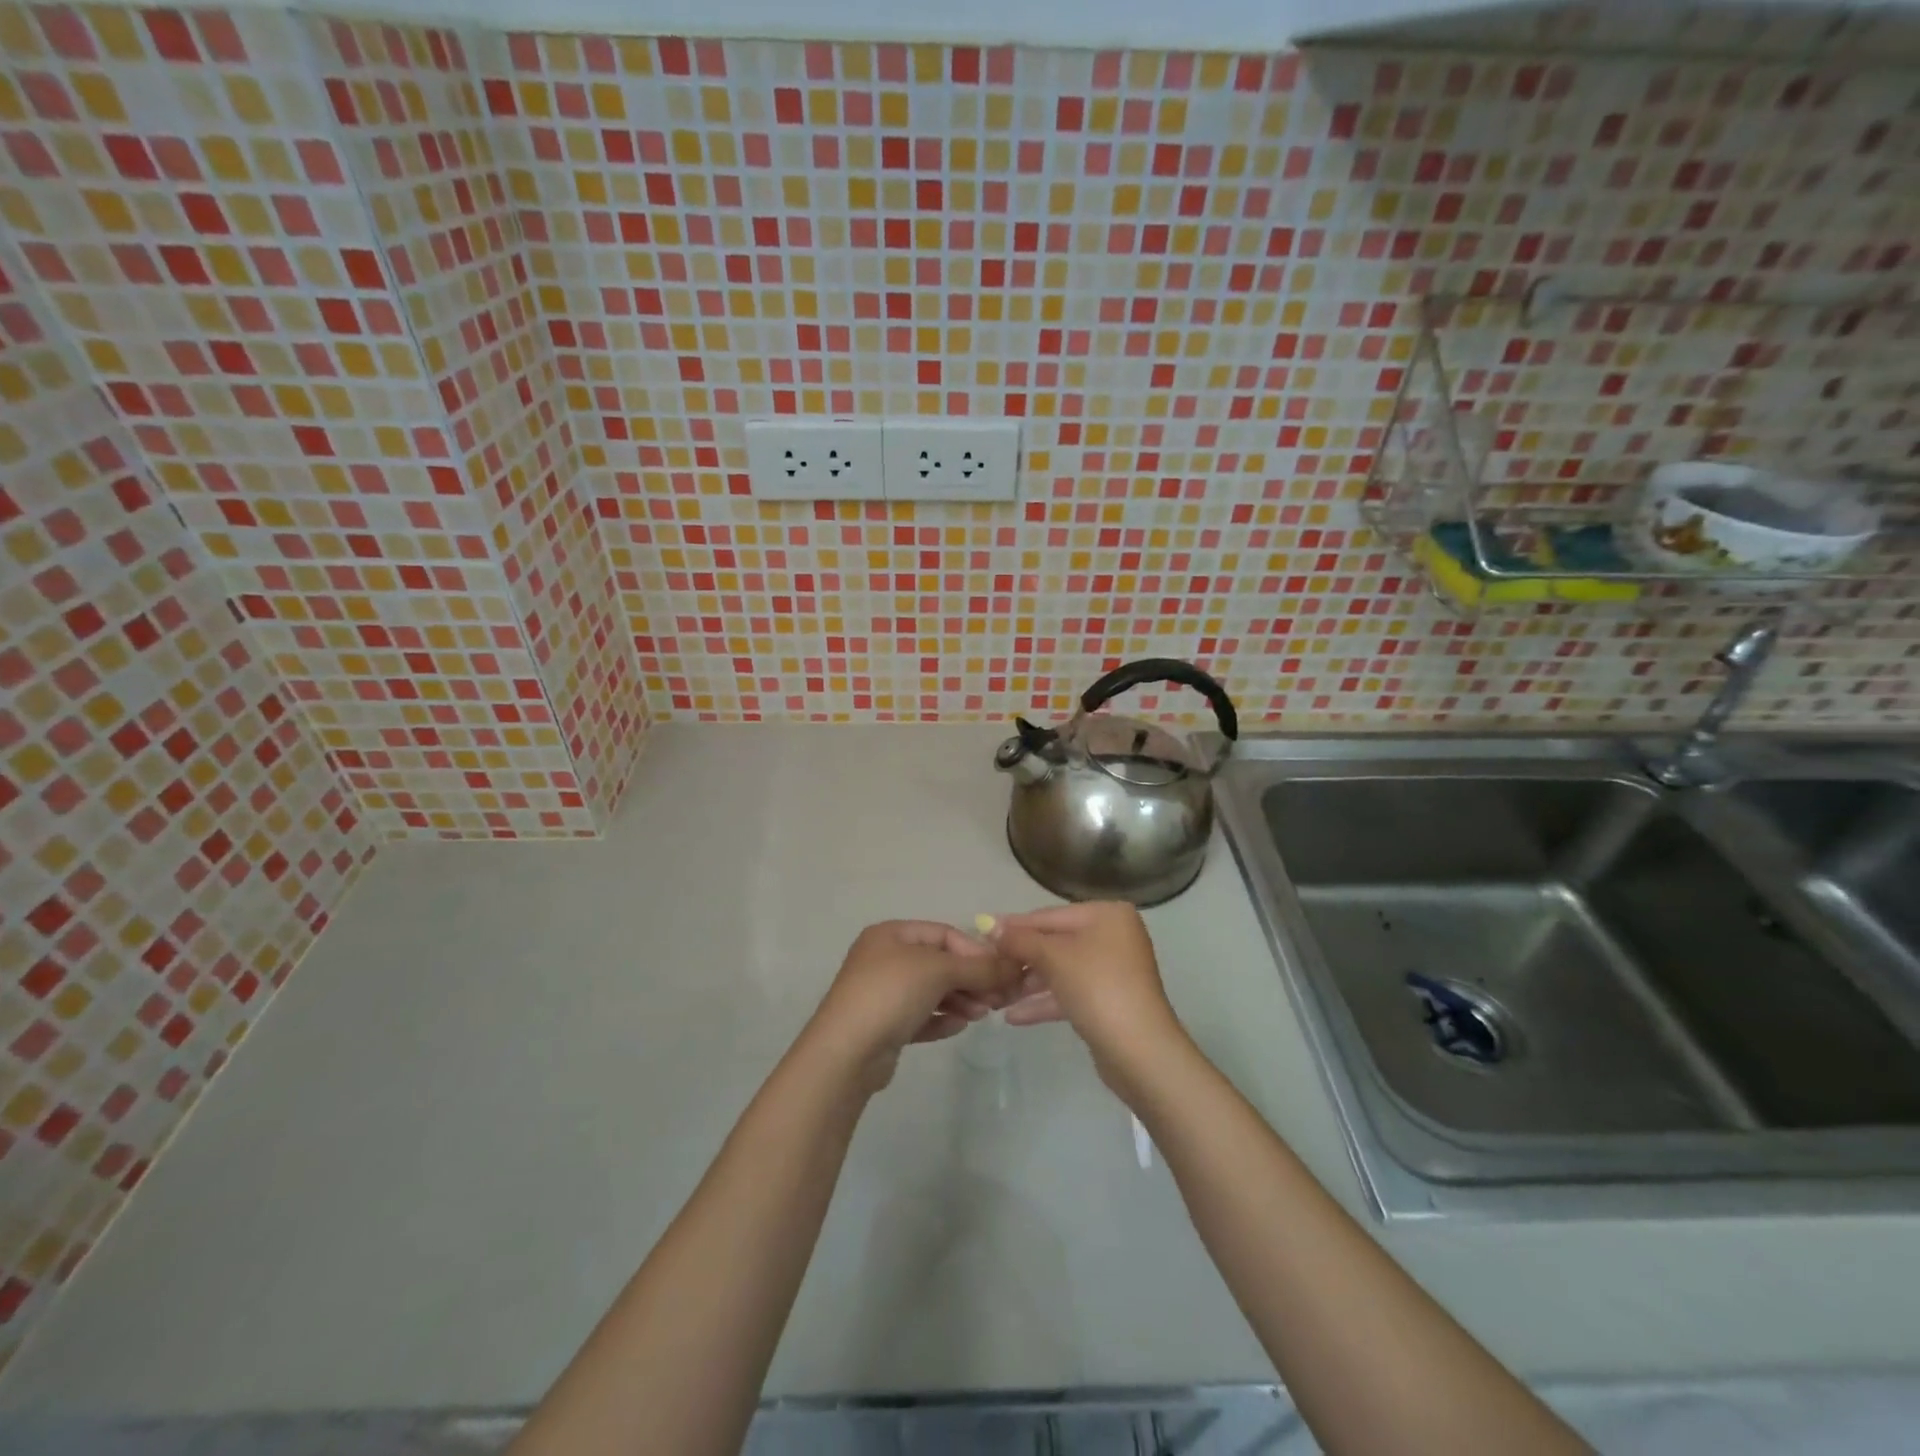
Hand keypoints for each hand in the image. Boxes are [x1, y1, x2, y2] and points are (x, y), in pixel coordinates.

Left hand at [808, 921, 1014, 1088]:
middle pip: (940, 963)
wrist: (846, 1052)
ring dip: (961, 1000)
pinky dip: (942, 1018)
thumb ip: (978, 967)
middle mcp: (885, 958)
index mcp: (892, 935)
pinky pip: (921, 1015)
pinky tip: (959, 1026)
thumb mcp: (938, 971)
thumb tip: (1014, 966)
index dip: (975, 951)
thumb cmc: (890, 994)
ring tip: (981, 1015)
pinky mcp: (885, 1025)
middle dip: (971, 978)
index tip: (1001, 972)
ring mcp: (883, 993)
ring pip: (932, 991)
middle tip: (998, 998)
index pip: (944, 934)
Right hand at [987, 902, 1184, 1095]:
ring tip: (995, 995)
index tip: (981, 933)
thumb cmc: (1097, 987)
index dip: (1014, 926)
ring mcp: (1113, 970)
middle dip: (1021, 959)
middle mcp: (1113, 936)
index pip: (1049, 916)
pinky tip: (1013, 1016)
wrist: (1139, 1051)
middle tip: (986, 968)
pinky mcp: (1109, 1001)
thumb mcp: (1053, 957)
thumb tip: (988, 923)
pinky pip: (1070, 993)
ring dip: (1029, 983)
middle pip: (1055, 942)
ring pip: (1061, 970)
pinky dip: (1045, 1001)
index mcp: (1107, 914)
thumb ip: (1019, 939)